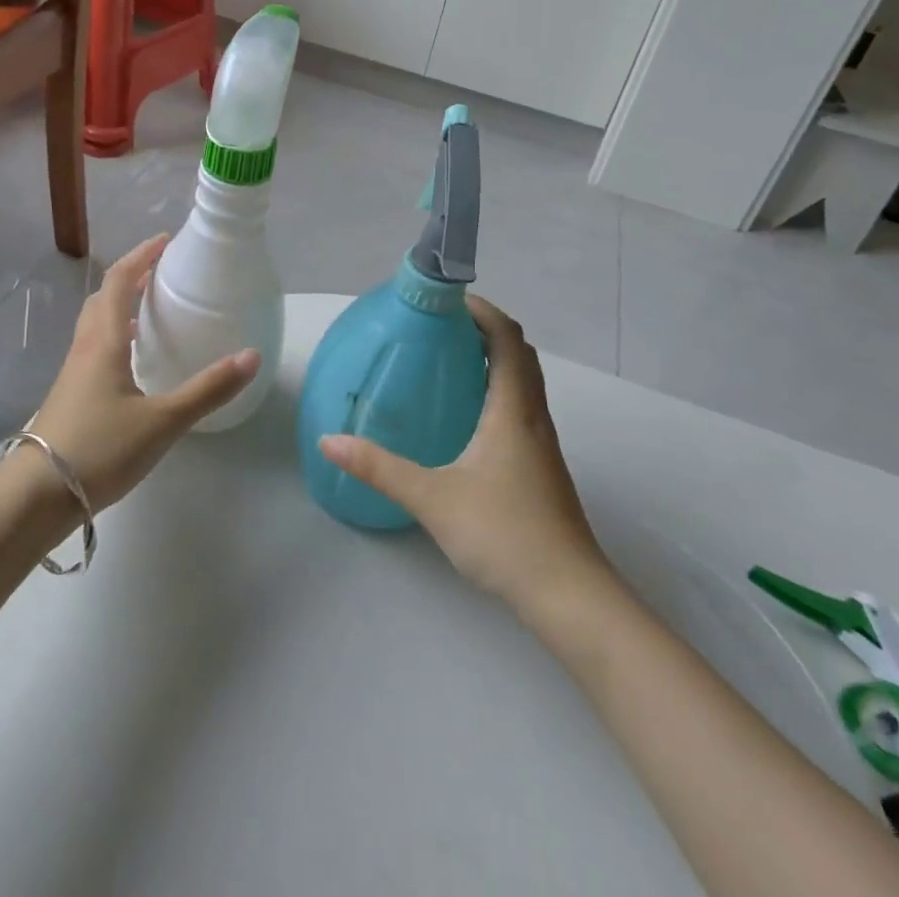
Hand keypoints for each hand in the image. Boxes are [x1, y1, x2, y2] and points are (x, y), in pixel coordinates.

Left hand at [26, 234, 258, 511]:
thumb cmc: (100, 449)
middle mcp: (84, 348)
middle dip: (130, 277)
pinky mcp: (69, 395)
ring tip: (148, 311)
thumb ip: (208, 390)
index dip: (141, 256)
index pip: (118, 282)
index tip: (165, 241)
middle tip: (160, 274)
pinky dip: (113, 336)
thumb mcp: (163, 421)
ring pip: (94, 324)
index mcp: (103, 342)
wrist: (37, 495)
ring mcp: (72, 373)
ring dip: (118, 306)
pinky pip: (93, 349)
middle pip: (102, 298)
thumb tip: (251, 356)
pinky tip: (131, 362)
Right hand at [318, 297, 613, 614]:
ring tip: (447, 360)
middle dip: (484, 330)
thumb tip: (329, 440)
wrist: (569, 597)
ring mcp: (541, 444)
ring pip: (523, 382)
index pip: (507, 338)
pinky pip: (520, 408)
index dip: (482, 310)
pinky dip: (497, 390)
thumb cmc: (504, 534)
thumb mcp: (432, 498)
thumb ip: (379, 467)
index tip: (445, 300)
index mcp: (513, 409)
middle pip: (519, 354)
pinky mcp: (541, 468)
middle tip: (439, 326)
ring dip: (493, 359)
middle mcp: (532, 417)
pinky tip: (465, 416)